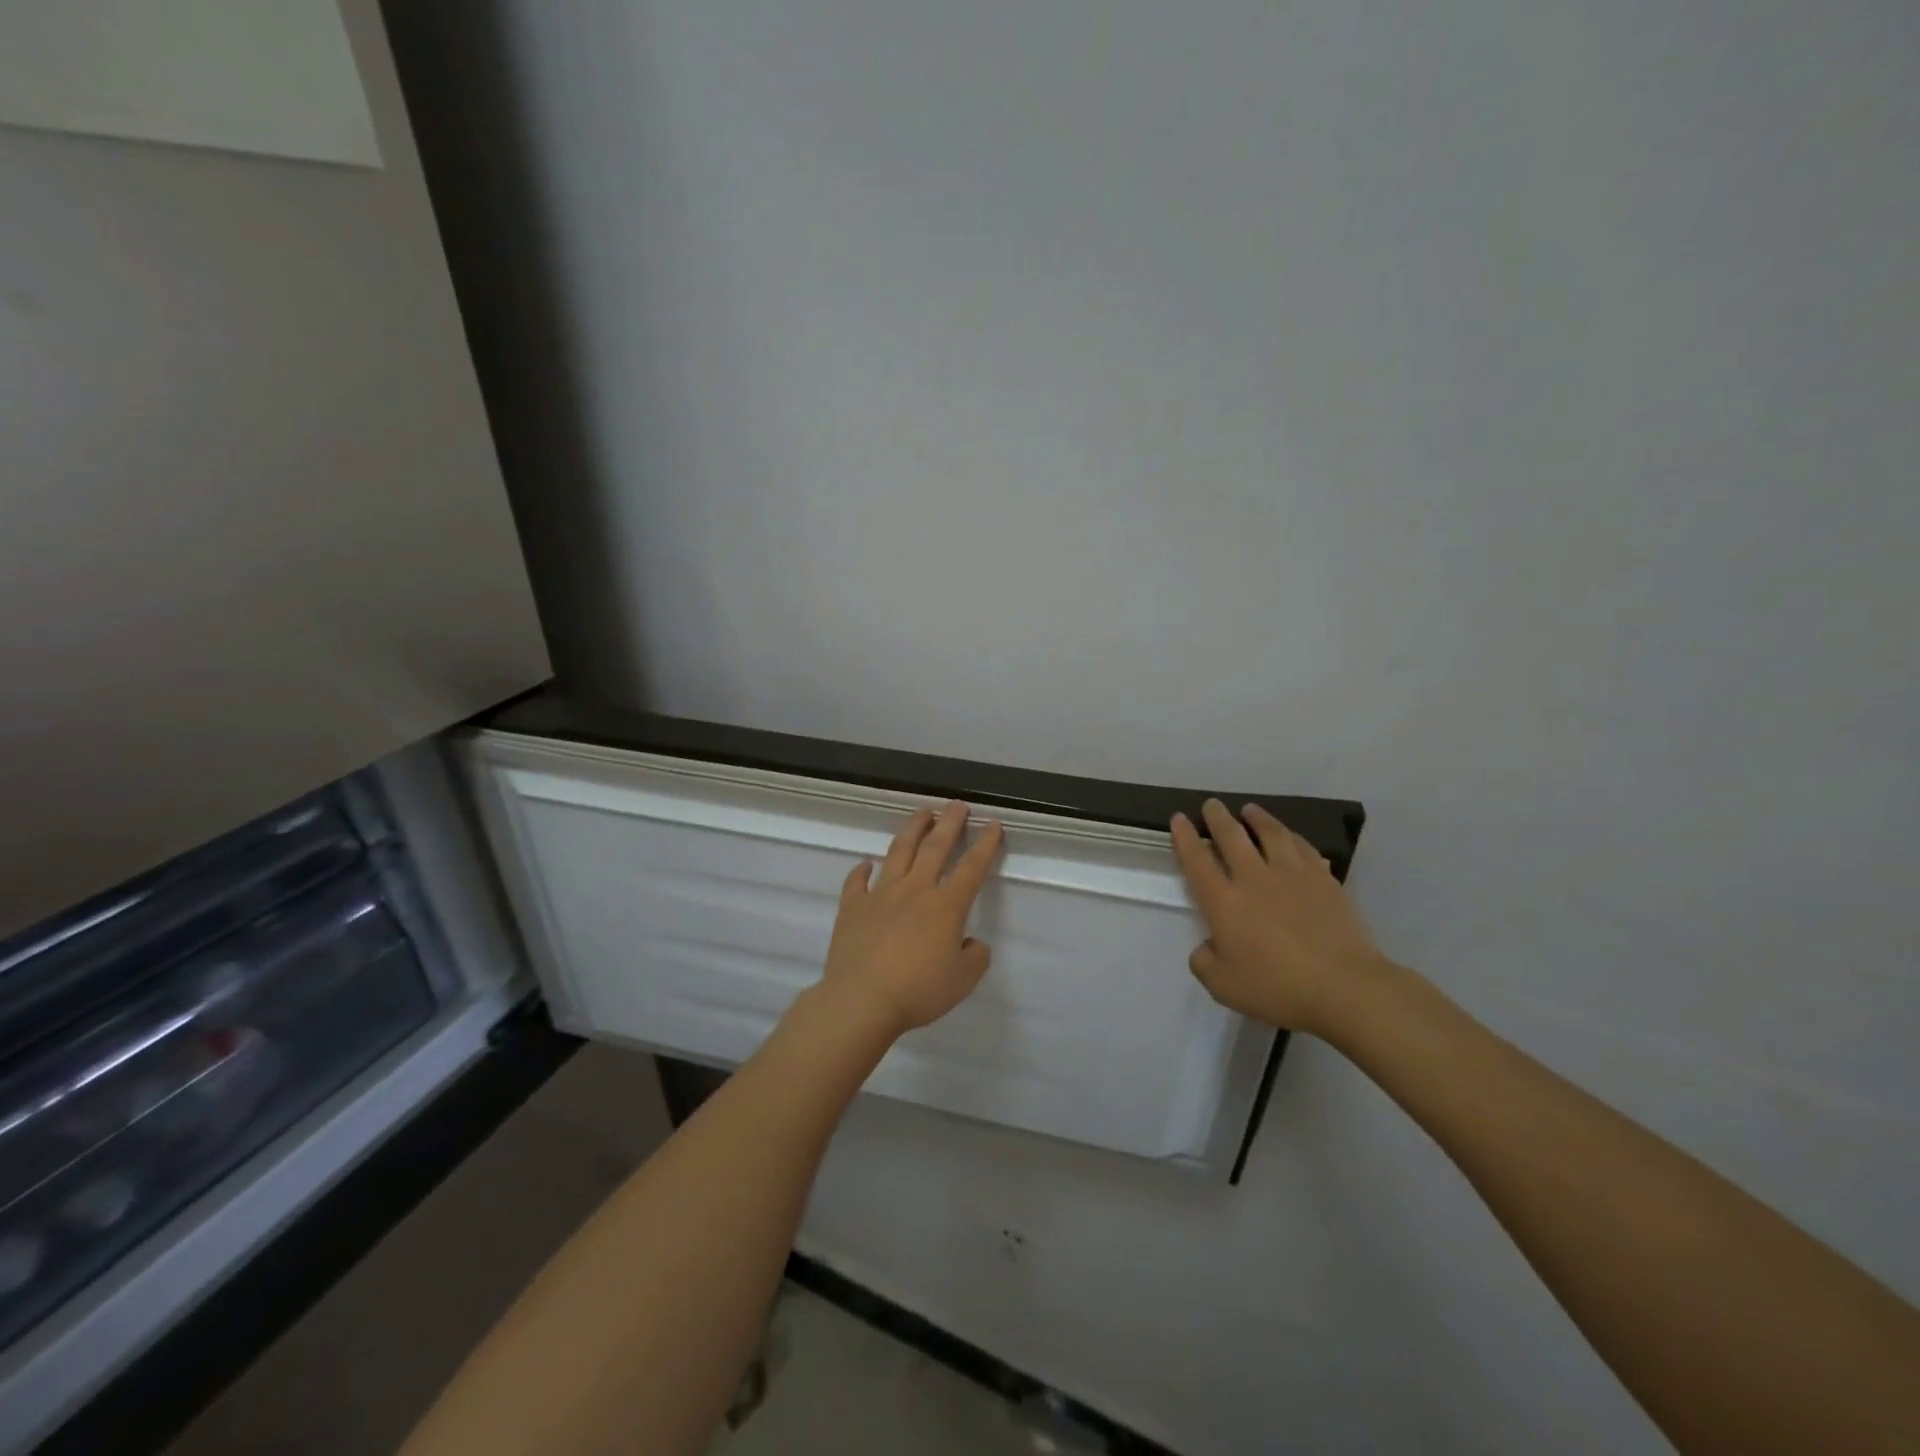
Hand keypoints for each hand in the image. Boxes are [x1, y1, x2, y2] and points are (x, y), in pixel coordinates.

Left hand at [819, 801, 1003, 1035]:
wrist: (861, 1000)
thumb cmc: (917, 991)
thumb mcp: (962, 981)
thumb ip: (975, 958)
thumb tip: (971, 943)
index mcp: (945, 906)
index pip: (971, 868)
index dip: (985, 845)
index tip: (993, 824)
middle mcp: (915, 890)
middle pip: (935, 848)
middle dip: (950, 823)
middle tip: (957, 805)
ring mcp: (880, 895)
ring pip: (899, 852)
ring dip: (912, 830)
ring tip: (922, 813)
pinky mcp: (853, 907)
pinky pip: (857, 882)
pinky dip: (862, 870)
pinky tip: (866, 863)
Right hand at [1170, 799, 1388, 1035]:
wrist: (1344, 987)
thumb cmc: (1278, 988)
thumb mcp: (1223, 987)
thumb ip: (1204, 962)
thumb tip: (1208, 946)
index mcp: (1224, 903)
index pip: (1197, 861)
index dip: (1185, 838)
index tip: (1179, 818)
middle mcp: (1254, 879)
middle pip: (1232, 837)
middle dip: (1218, 817)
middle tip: (1212, 804)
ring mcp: (1292, 875)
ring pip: (1271, 833)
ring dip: (1257, 818)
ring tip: (1250, 810)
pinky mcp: (1324, 880)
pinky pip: (1303, 848)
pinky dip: (1292, 837)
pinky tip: (1290, 837)